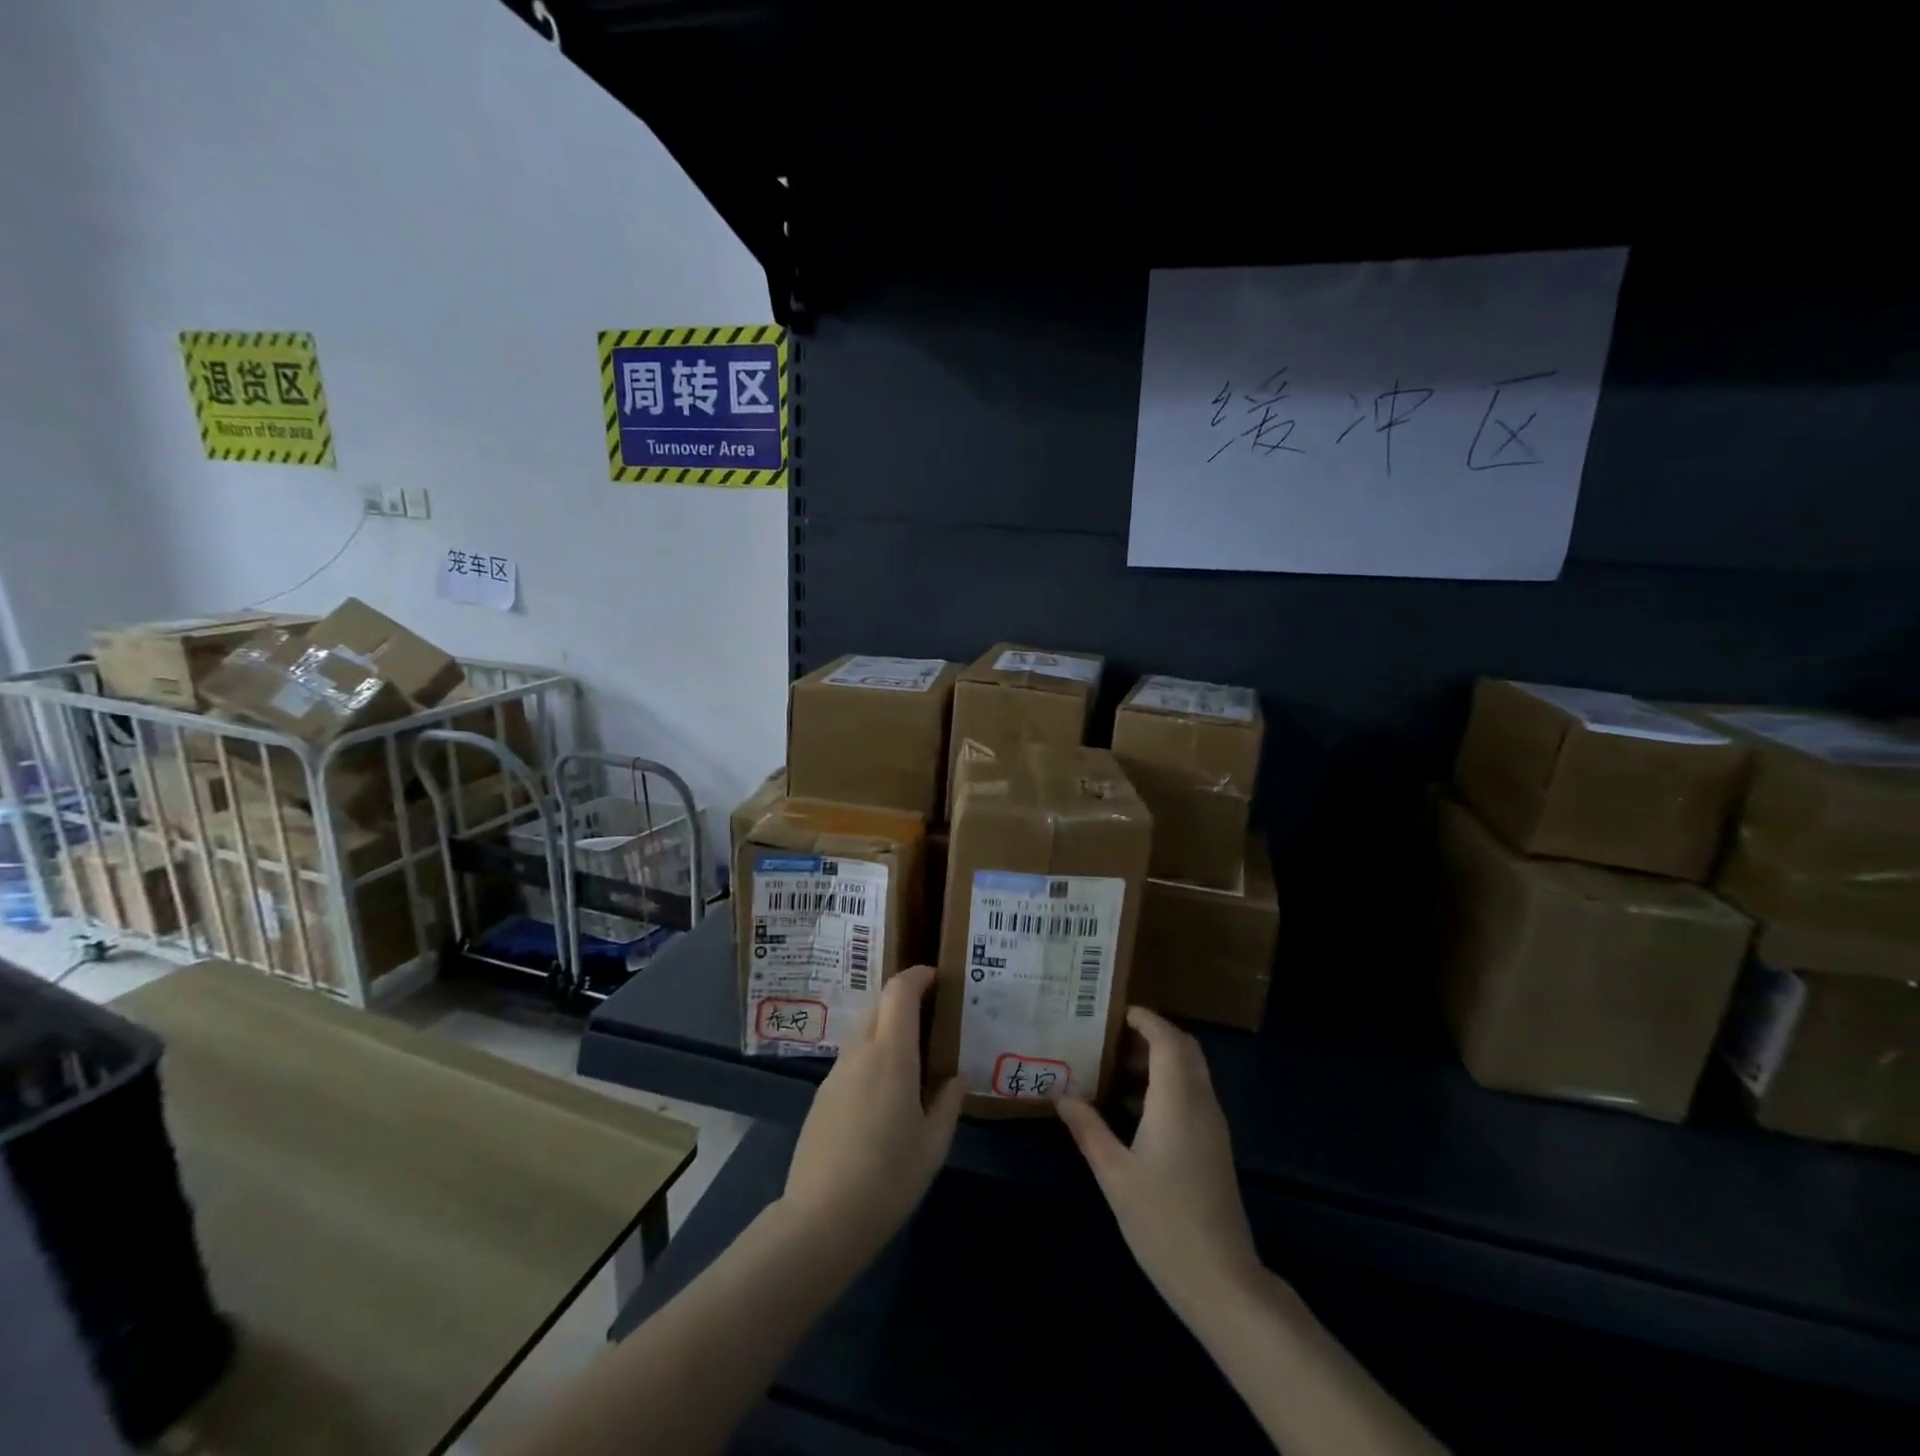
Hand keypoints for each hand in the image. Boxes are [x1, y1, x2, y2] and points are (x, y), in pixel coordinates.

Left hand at [781, 965, 964, 1259]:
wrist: (821, 1220)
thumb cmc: (888, 1179)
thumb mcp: (933, 1145)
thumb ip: (948, 1103)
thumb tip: (956, 1077)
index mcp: (891, 1055)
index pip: (900, 991)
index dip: (918, 976)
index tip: (938, 978)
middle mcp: (860, 1052)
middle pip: (879, 1003)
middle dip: (905, 997)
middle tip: (933, 1013)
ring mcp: (836, 1072)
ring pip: (864, 1029)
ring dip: (887, 1025)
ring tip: (914, 1053)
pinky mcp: (822, 1095)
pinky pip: (853, 1056)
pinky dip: (873, 1052)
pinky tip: (886, 1089)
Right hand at [1056, 1007, 1262, 1318]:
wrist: (1221, 1281)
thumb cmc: (1163, 1221)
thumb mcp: (1114, 1174)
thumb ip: (1088, 1129)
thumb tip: (1061, 1094)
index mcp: (1177, 1100)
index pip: (1167, 1039)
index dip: (1144, 1019)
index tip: (1112, 1012)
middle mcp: (1200, 1102)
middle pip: (1183, 1048)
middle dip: (1150, 1034)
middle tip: (1109, 1036)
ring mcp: (1212, 1125)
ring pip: (1190, 1071)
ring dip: (1157, 1059)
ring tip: (1112, 1066)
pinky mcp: (1213, 1145)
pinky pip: (1191, 1094)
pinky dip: (1165, 1084)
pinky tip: (1131, 1107)